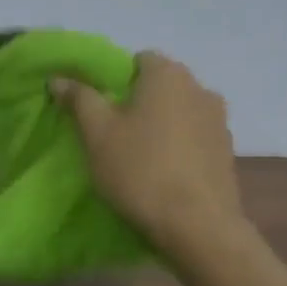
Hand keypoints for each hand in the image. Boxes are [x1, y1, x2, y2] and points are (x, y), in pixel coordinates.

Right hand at [52, 52, 247, 258]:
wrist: (197, 225)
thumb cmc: (139, 170)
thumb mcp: (97, 133)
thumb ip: (79, 99)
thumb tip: (59, 77)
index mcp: (168, 75)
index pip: (137, 60)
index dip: (114, 80)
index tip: (98, 110)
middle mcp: (200, 88)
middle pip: (160, 86)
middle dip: (136, 104)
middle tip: (111, 135)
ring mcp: (219, 121)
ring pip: (178, 113)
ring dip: (159, 126)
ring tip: (138, 159)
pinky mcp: (226, 152)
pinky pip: (193, 139)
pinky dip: (177, 148)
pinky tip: (163, 175)